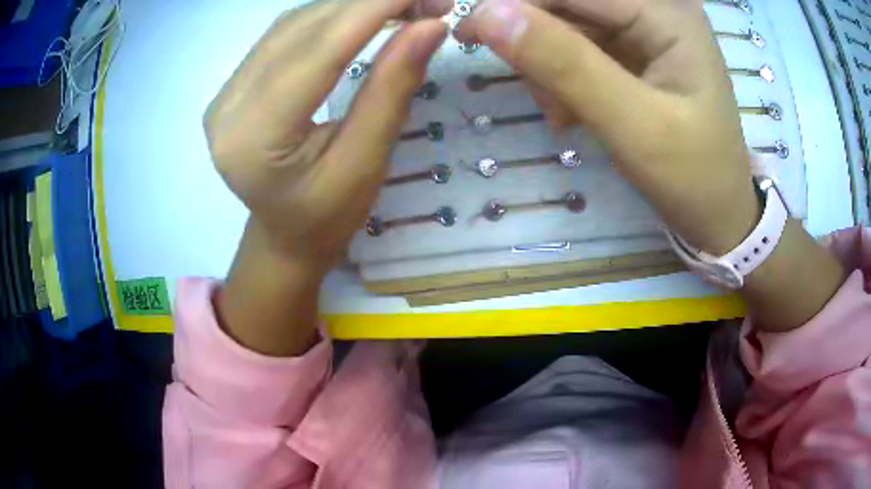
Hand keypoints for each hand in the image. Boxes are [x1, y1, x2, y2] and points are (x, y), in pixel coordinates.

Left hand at [205, 0, 447, 354]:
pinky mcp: (236, 84)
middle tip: (430, 2)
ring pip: (295, 22)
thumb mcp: (366, 163)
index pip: (318, 49)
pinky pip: (286, 32)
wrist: (285, 235)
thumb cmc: (326, 217)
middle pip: (304, 27)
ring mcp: (227, 92)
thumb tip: (430, 26)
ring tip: (406, 7)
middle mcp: (229, 105)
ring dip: (355, 5)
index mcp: (254, 138)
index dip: (375, 8)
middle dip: (372, 2)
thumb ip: (392, 89)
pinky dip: (332, 16)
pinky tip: (365, 15)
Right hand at [464, 0, 845, 330]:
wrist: (719, 215)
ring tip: (560, 114)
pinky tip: (570, 113)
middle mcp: (656, 9)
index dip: (518, 4)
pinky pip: (580, 49)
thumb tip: (489, 13)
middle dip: (537, 42)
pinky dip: (563, 79)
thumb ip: (565, 64)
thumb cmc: (693, 177)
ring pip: (568, 26)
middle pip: (570, 4)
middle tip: (534, 92)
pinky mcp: (636, 53)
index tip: (469, 33)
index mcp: (667, 13)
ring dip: (549, 67)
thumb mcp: (634, 124)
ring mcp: (645, 31)